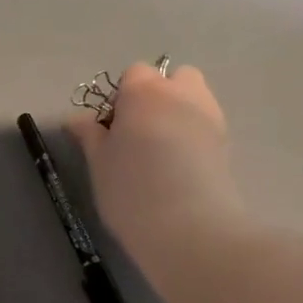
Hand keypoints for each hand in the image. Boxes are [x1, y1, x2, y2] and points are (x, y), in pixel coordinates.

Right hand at [67, 62, 246, 269]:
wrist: (188, 227)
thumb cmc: (131, 190)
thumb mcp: (99, 164)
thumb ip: (89, 135)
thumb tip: (76, 119)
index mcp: (144, 91)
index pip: (132, 74)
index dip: (121, 99)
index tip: (112, 131)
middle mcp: (182, 93)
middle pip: (172, 78)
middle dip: (157, 97)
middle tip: (139, 135)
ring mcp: (210, 116)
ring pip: (194, 99)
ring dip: (178, 113)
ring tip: (161, 153)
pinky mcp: (226, 143)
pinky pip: (206, 126)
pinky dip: (194, 136)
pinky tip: (180, 168)